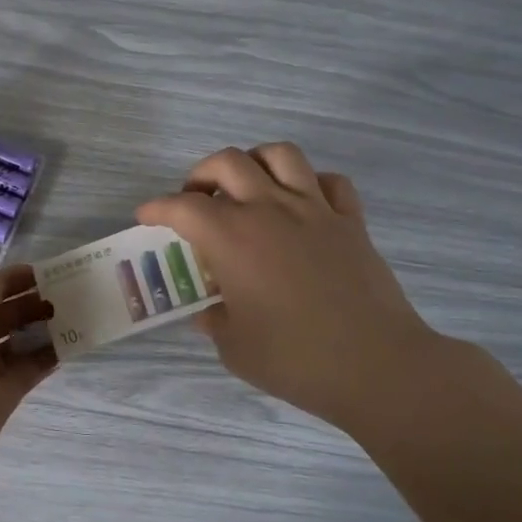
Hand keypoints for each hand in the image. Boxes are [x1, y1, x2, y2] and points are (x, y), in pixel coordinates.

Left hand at [0, 266, 56, 485]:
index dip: (15, 279)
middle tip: (71, 294)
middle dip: (34, 302)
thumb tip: (17, 282)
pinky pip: (28, 371)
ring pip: (18, 343)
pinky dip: (49, 357)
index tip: (51, 272)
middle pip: (4, 315)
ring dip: (44, 329)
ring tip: (78, 315)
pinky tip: (73, 343)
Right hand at [138, 144, 459, 437]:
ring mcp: (315, 210)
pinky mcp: (351, 222)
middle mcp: (270, 210)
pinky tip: (303, 204)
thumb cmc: (294, 360)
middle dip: (201, 173)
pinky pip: (330, 182)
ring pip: (281, 155)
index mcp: (232, 238)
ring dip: (255, 162)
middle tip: (196, 198)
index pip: (181, 207)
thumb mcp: (235, 347)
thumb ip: (215, 321)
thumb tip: (208, 311)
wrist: (376, 366)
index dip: (157, 207)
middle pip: (228, 162)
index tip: (146, 215)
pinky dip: (311, 183)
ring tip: (248, 186)